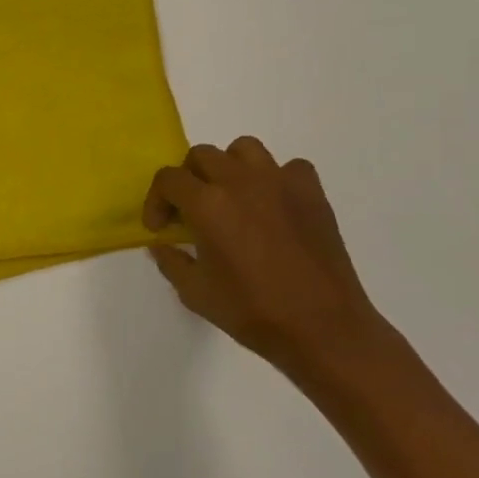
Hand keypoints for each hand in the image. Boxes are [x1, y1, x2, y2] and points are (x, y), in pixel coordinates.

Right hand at [143, 138, 390, 384]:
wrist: (322, 328)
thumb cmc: (251, 311)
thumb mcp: (194, 292)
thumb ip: (171, 260)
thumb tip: (162, 243)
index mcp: (207, 204)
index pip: (168, 179)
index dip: (156, 200)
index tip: (160, 227)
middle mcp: (241, 182)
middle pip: (202, 155)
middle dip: (188, 179)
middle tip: (190, 210)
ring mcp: (281, 184)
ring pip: (244, 149)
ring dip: (229, 167)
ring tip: (230, 197)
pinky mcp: (313, 194)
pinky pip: (289, 168)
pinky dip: (275, 179)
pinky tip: (272, 206)